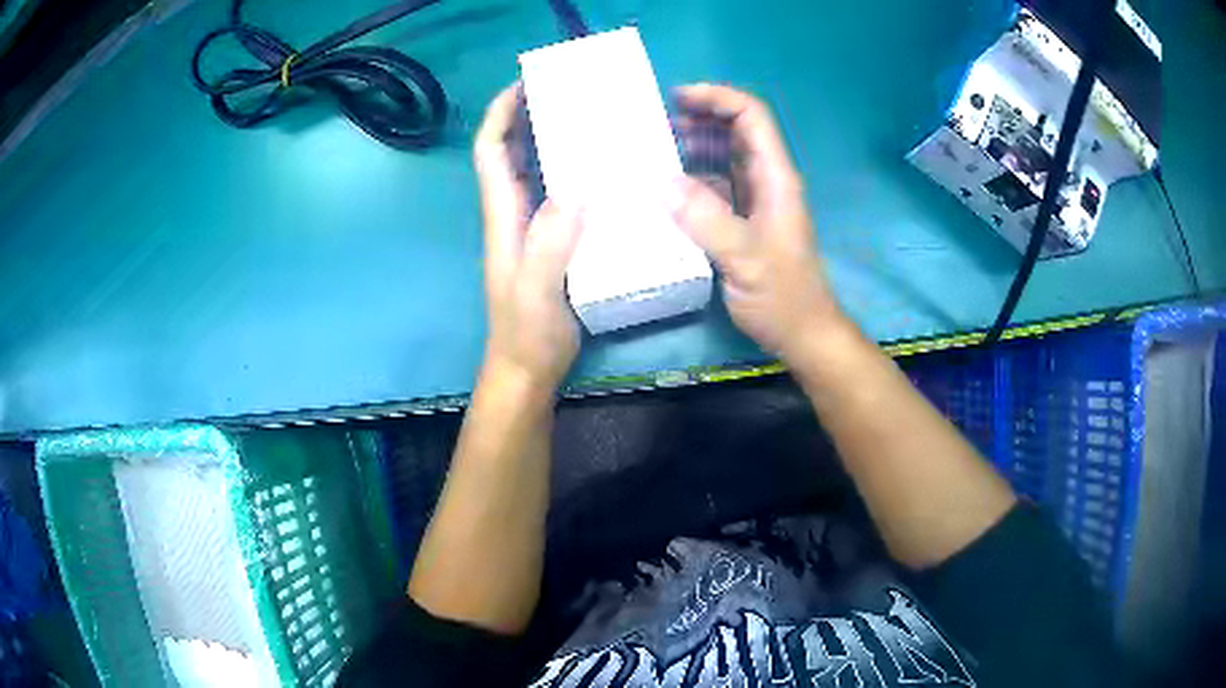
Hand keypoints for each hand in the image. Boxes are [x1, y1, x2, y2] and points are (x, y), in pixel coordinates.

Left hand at [475, 85, 583, 389]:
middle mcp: (514, 215)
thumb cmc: (526, 333)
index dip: (500, 115)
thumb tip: (575, 189)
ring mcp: (533, 229)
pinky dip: (577, 176)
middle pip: (513, 153)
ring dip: (555, 143)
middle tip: (570, 95)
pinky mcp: (553, 244)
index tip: (523, 85)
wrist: (528, 370)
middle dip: (530, 117)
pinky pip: (562, 197)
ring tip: (593, 122)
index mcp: (503, 216)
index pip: (492, 152)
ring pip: (538, 173)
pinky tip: (607, 174)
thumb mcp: (536, 289)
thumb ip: (549, 242)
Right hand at [673, 84, 846, 364]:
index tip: (677, 97)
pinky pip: (716, 185)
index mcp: (774, 178)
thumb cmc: (782, 296)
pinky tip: (665, 188)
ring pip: (724, 157)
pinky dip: (691, 178)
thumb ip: (707, 220)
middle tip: (654, 123)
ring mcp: (756, 200)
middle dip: (699, 118)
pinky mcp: (744, 220)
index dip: (717, 97)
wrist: (803, 333)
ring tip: (652, 149)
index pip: (751, 117)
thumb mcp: (745, 258)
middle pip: (736, 130)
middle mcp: (766, 180)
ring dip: (692, 147)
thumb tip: (662, 183)